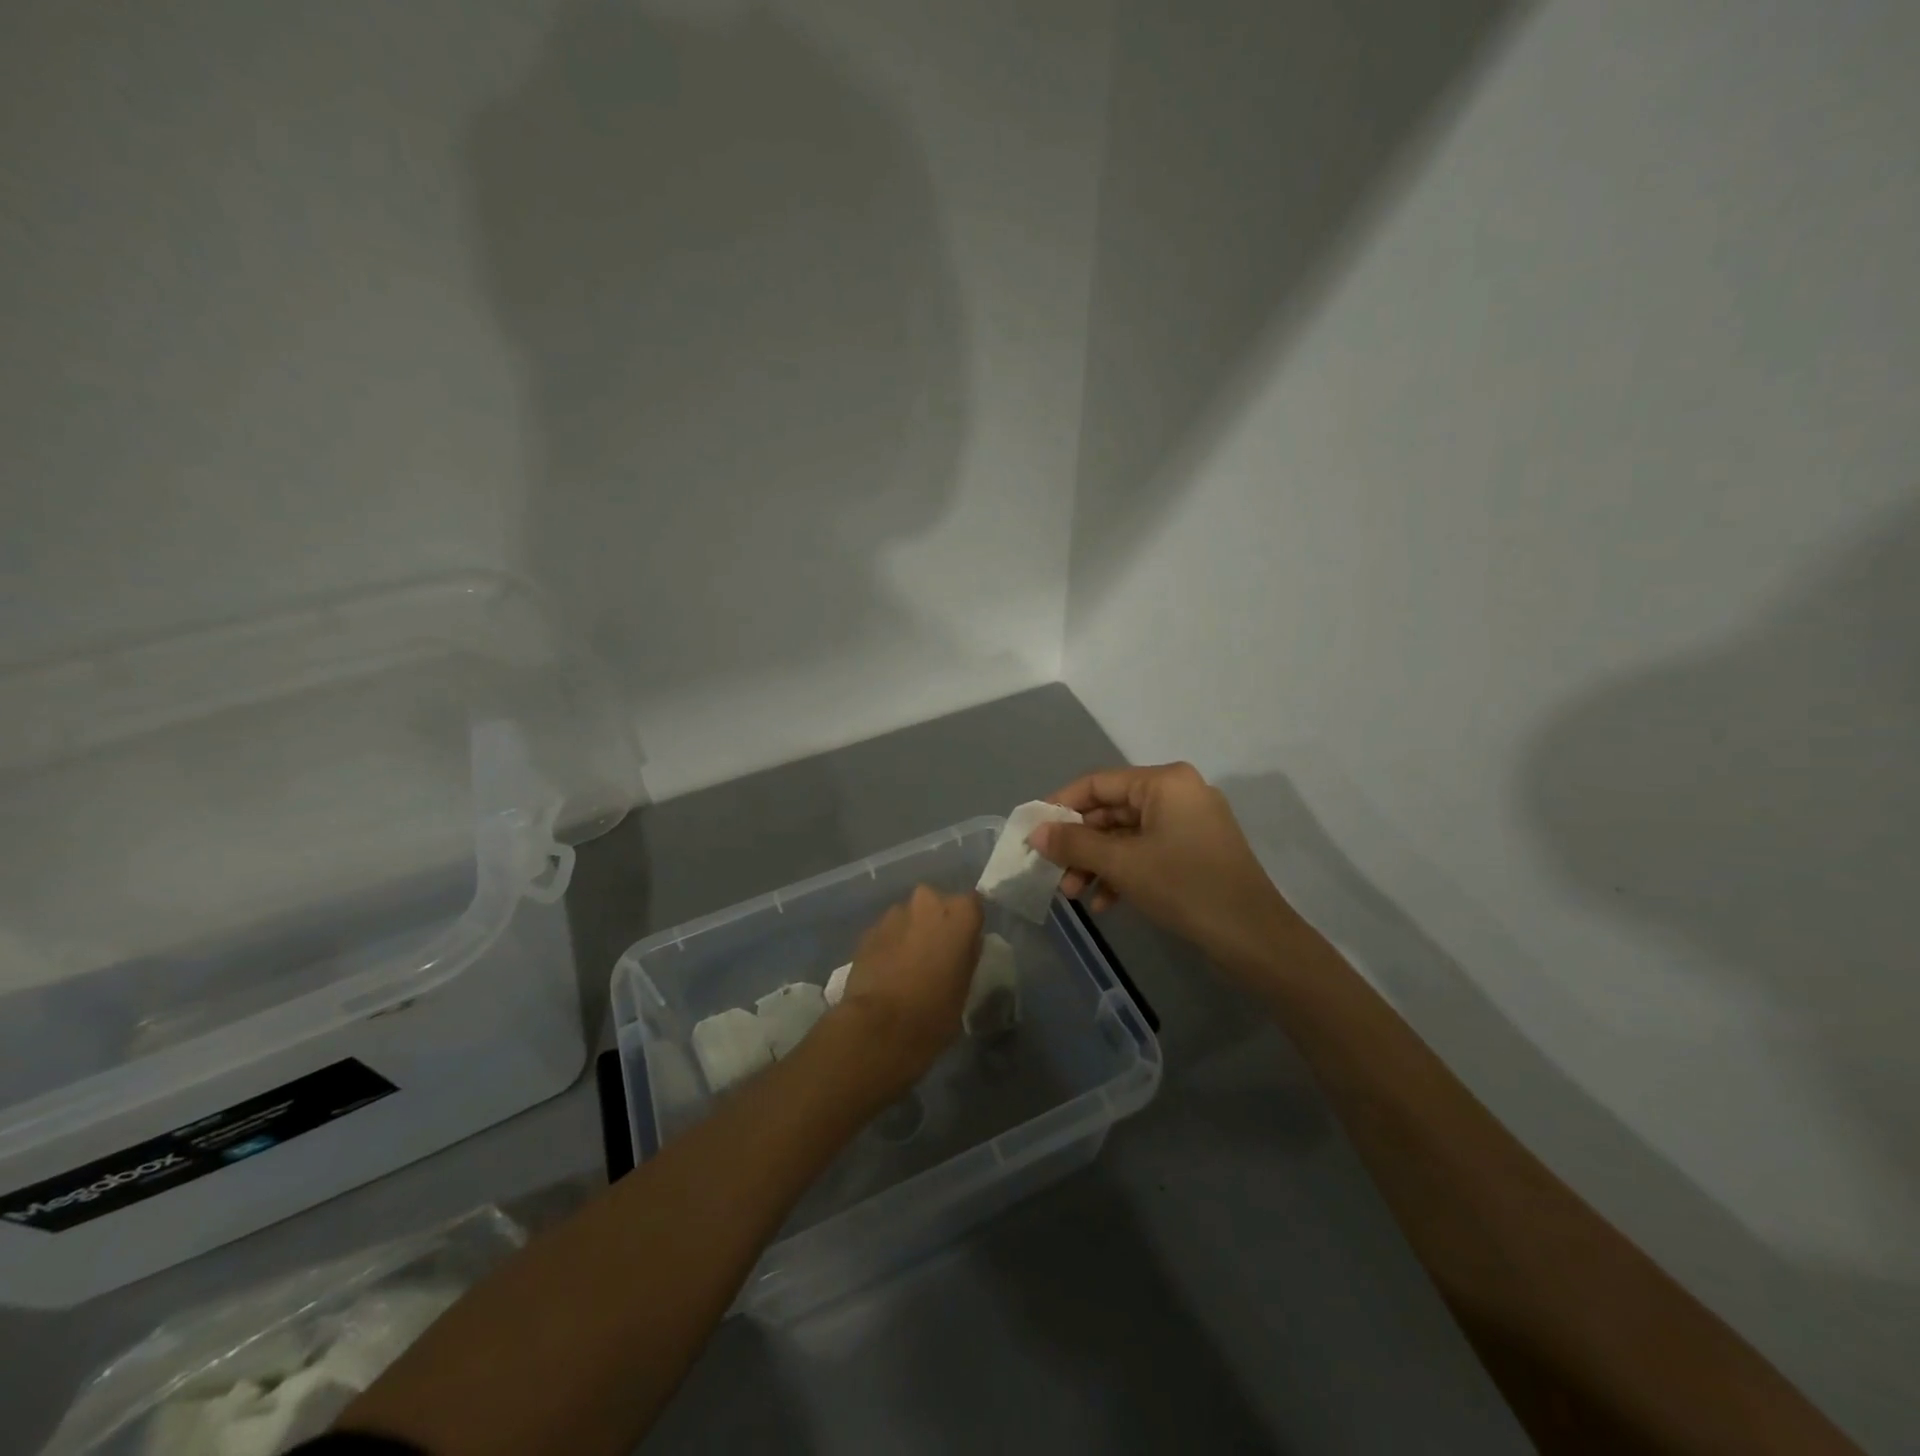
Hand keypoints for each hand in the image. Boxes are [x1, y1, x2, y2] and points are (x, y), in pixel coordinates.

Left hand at [831, 886, 983, 1097]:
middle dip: (936, 923)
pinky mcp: (868, 930)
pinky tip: (887, 971)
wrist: (881, 1027)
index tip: (964, 944)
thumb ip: (966, 954)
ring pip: (909, 917)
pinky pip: (887, 932)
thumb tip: (962, 945)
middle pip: (936, 905)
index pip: (972, 905)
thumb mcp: (966, 984)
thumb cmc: (936, 1010)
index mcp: (960, 912)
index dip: (967, 924)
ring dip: (911, 932)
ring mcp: (894, 913)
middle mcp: (927, 901)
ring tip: (908, 964)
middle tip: (935, 953)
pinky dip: (889, 944)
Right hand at [1029, 763, 1296, 969]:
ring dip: (1097, 863)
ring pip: (1127, 836)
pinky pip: (1147, 852)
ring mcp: (1189, 823)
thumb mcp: (1122, 864)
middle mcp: (1178, 793)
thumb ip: (1074, 843)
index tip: (1032, 832)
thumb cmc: (1185, 887)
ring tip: (1074, 896)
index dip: (1060, 806)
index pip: (1097, 783)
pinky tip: (1105, 904)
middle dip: (1080, 844)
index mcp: (1164, 781)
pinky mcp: (1195, 851)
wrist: (1254, 938)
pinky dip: (1123, 873)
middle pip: (1111, 811)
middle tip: (1052, 872)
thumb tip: (1035, 833)